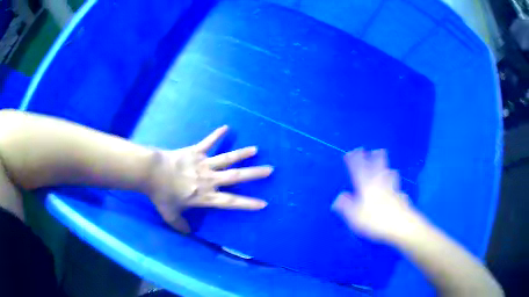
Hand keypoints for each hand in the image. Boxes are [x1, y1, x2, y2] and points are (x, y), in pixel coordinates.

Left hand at [148, 125, 272, 232]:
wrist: (151, 172)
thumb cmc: (161, 195)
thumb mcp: (170, 214)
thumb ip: (180, 225)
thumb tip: (188, 234)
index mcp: (205, 196)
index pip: (231, 202)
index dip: (248, 203)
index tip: (263, 203)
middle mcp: (209, 179)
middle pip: (235, 177)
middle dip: (254, 174)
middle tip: (270, 170)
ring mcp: (203, 164)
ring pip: (227, 158)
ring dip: (242, 154)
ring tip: (256, 149)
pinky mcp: (195, 152)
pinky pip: (208, 142)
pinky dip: (216, 134)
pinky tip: (226, 127)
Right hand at [332, 148, 419, 241]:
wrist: (400, 225)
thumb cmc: (375, 221)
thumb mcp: (354, 216)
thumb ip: (346, 206)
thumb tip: (338, 197)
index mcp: (366, 188)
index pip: (358, 171)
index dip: (354, 161)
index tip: (351, 152)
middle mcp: (379, 185)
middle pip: (377, 168)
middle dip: (375, 158)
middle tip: (376, 150)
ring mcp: (392, 191)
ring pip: (389, 176)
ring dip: (388, 169)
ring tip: (389, 168)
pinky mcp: (401, 199)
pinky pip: (398, 190)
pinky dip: (397, 188)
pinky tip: (400, 191)